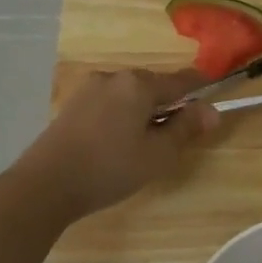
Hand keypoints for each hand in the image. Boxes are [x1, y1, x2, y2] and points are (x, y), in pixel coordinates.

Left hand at [17, 68, 218, 218]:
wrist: (45, 184)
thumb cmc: (110, 168)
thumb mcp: (158, 153)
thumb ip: (186, 128)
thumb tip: (212, 111)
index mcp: (139, 84)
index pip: (181, 80)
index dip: (202, 87)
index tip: (216, 94)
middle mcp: (114, 77)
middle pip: (154, 85)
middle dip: (171, 103)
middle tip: (181, 133)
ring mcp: (89, 90)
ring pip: (130, 95)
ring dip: (145, 111)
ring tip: (150, 142)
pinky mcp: (73, 105)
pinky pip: (111, 103)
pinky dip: (124, 116)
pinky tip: (121, 142)